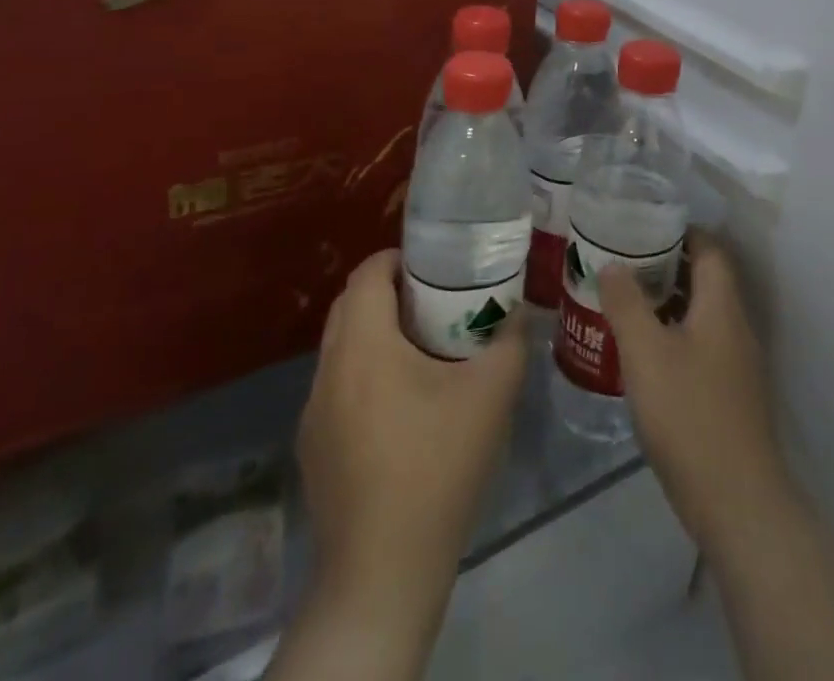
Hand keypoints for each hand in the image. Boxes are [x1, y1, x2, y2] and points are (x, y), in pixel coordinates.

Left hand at [297, 249, 527, 607]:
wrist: (383, 573)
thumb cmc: (436, 467)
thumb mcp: (491, 395)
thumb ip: (510, 341)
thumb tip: (520, 313)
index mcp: (362, 345)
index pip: (367, 273)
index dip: (400, 259)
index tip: (437, 267)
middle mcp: (328, 370)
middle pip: (350, 306)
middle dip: (390, 292)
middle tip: (437, 301)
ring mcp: (314, 413)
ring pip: (342, 349)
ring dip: (376, 335)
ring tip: (424, 351)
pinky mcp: (313, 449)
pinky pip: (338, 388)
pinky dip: (365, 375)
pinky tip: (403, 409)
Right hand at [598, 233, 793, 549]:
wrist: (737, 502)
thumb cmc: (689, 414)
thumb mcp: (646, 352)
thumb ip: (626, 303)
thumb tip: (611, 264)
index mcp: (722, 306)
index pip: (710, 249)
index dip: (680, 232)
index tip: (643, 227)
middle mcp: (735, 327)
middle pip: (706, 280)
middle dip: (667, 266)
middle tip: (624, 263)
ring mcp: (737, 364)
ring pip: (702, 315)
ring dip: (668, 303)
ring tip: (626, 302)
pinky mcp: (730, 396)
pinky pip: (701, 346)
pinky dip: (674, 336)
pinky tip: (643, 354)